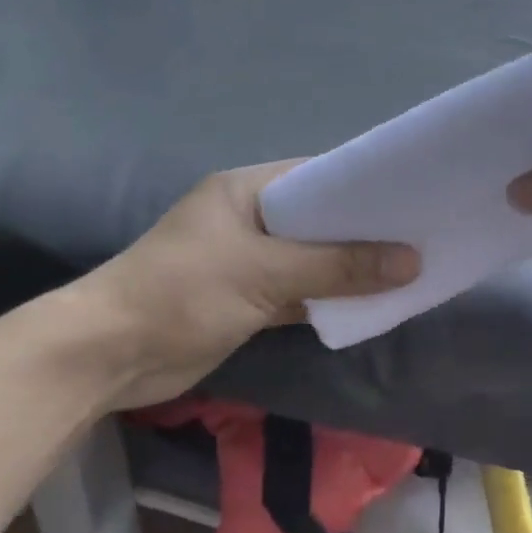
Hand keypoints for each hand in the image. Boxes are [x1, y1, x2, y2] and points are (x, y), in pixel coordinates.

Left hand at [58, 163, 417, 411]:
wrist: (109, 356)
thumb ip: (338, 266)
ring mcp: (247, 262)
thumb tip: (412, 260)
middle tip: (422, 236)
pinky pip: (300, 293)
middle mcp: (248, 220)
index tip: (412, 196)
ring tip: (410, 269)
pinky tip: (371, 304)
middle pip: (318, 221)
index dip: (363, 186)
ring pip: (312, 260)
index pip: (315, 176)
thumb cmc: (182, 293)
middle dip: (364, 232)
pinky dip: (329, 300)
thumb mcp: (263, 272)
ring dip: (350, 269)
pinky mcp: (247, 301)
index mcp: (245, 191)